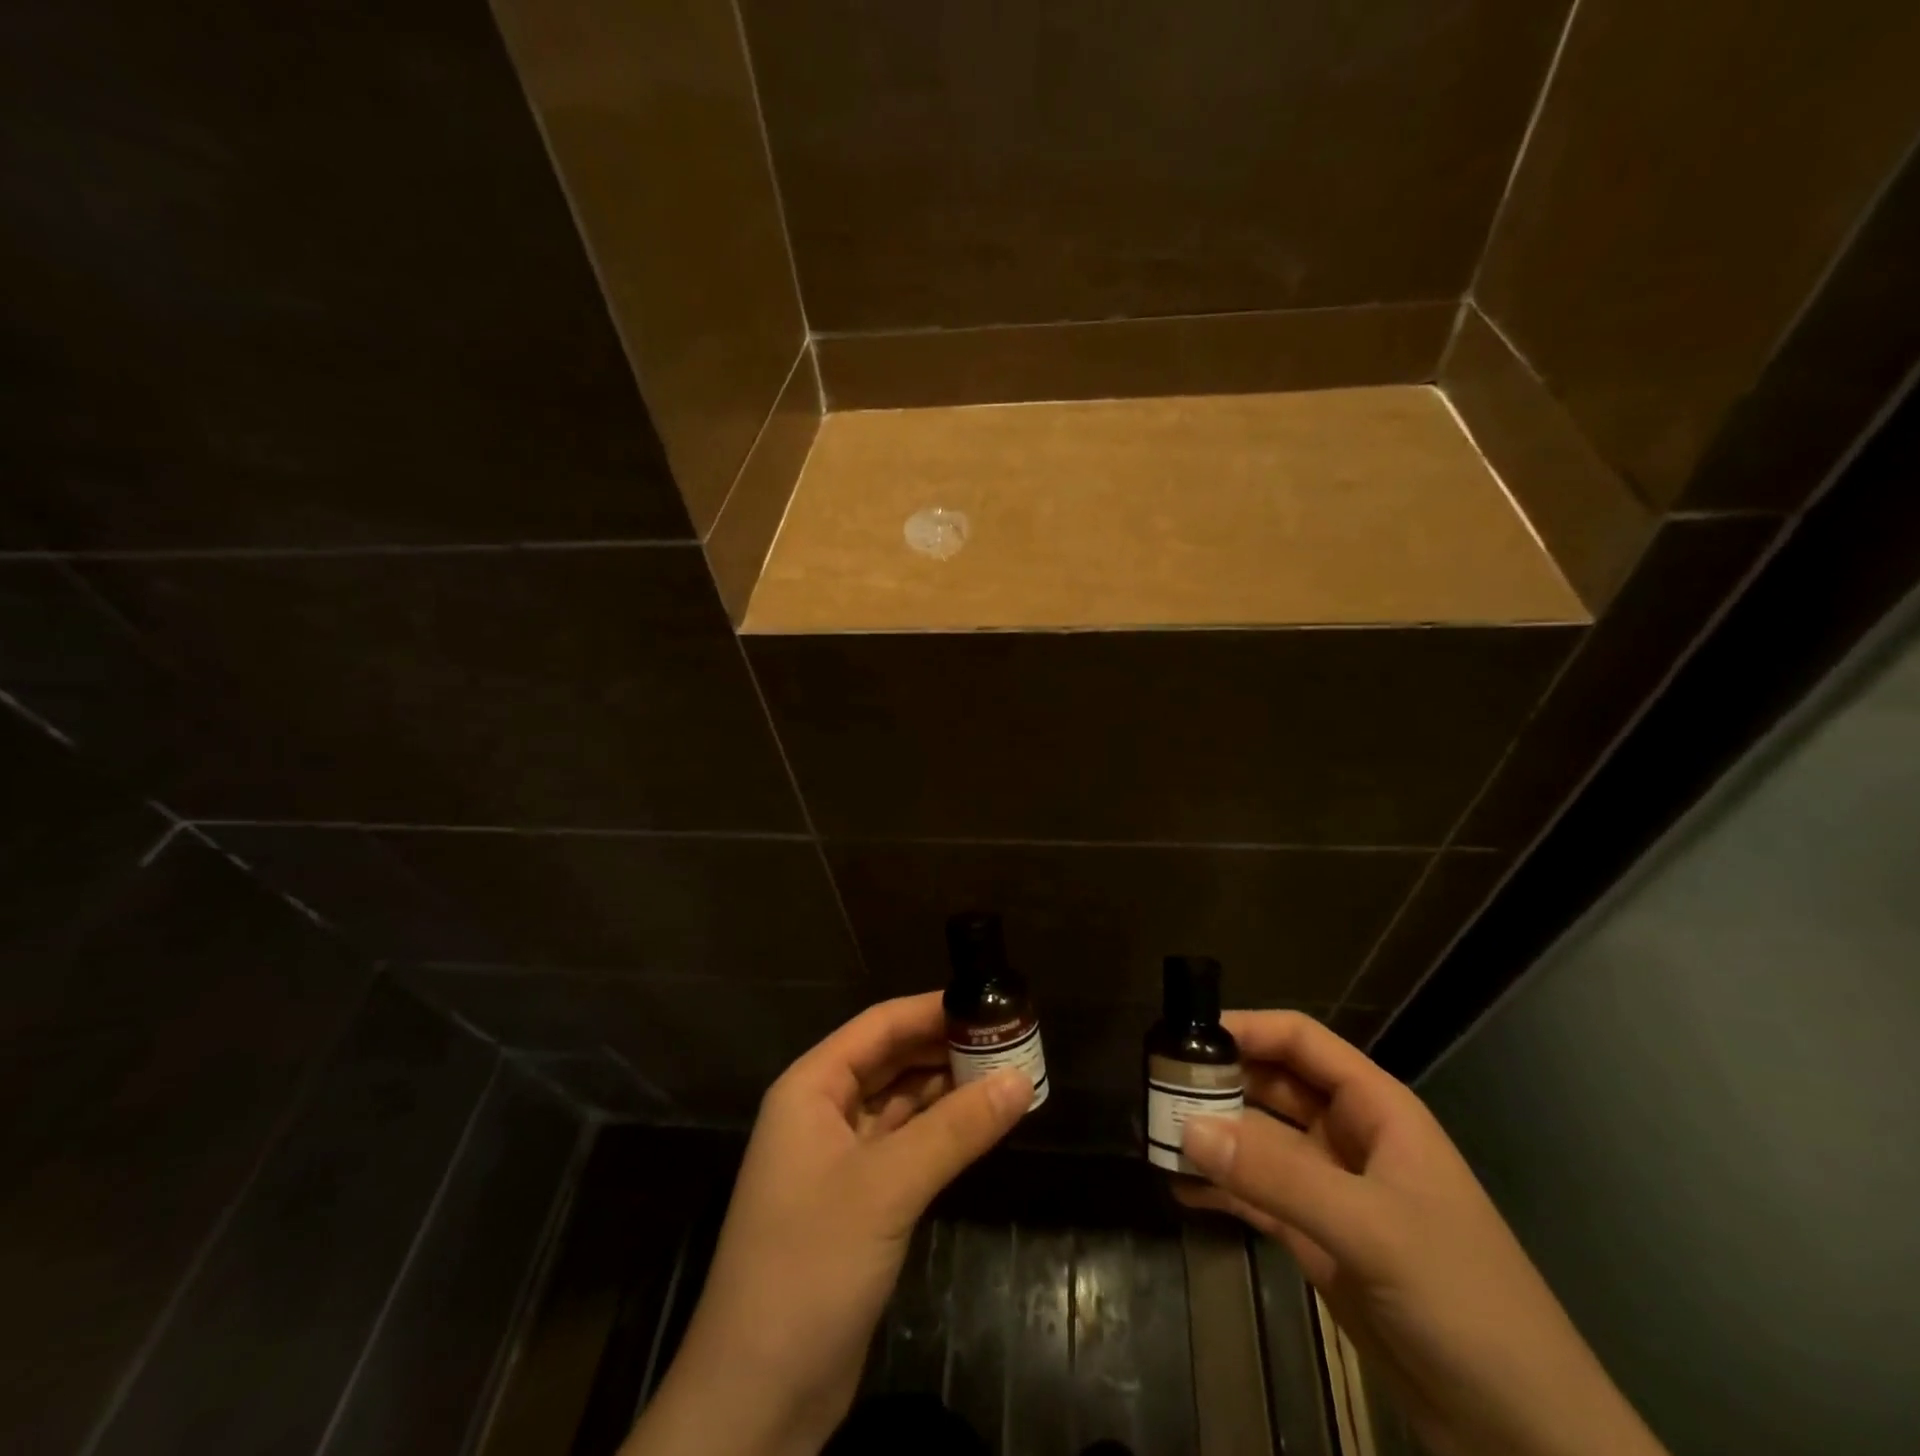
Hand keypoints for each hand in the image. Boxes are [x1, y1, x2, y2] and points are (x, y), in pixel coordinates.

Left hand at [623, 993, 1030, 1455]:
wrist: (757, 1399)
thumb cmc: (810, 1266)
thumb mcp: (887, 1188)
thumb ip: (956, 1129)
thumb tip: (1022, 1079)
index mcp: (811, 1088)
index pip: (879, 1026)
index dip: (933, 1010)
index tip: (991, 1002)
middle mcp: (822, 1112)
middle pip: (892, 1060)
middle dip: (947, 1049)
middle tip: (1012, 1039)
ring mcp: (839, 1159)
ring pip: (902, 1103)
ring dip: (950, 1090)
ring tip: (1010, 1074)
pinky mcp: (859, 1201)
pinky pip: (907, 1146)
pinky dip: (943, 1133)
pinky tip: (983, 1124)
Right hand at [1176, 1012, 1666, 1455]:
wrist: (1523, 1435)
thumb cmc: (1465, 1302)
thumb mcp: (1371, 1229)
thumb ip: (1277, 1174)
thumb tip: (1187, 1127)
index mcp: (1376, 1110)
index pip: (1301, 1041)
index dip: (1247, 1027)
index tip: (1185, 1032)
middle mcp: (1349, 1137)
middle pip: (1272, 1085)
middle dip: (1218, 1080)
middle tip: (1155, 1086)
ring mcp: (1331, 1189)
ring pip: (1258, 1140)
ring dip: (1212, 1135)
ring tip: (1154, 1135)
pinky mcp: (1317, 1238)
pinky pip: (1256, 1194)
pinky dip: (1219, 1187)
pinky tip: (1178, 1188)